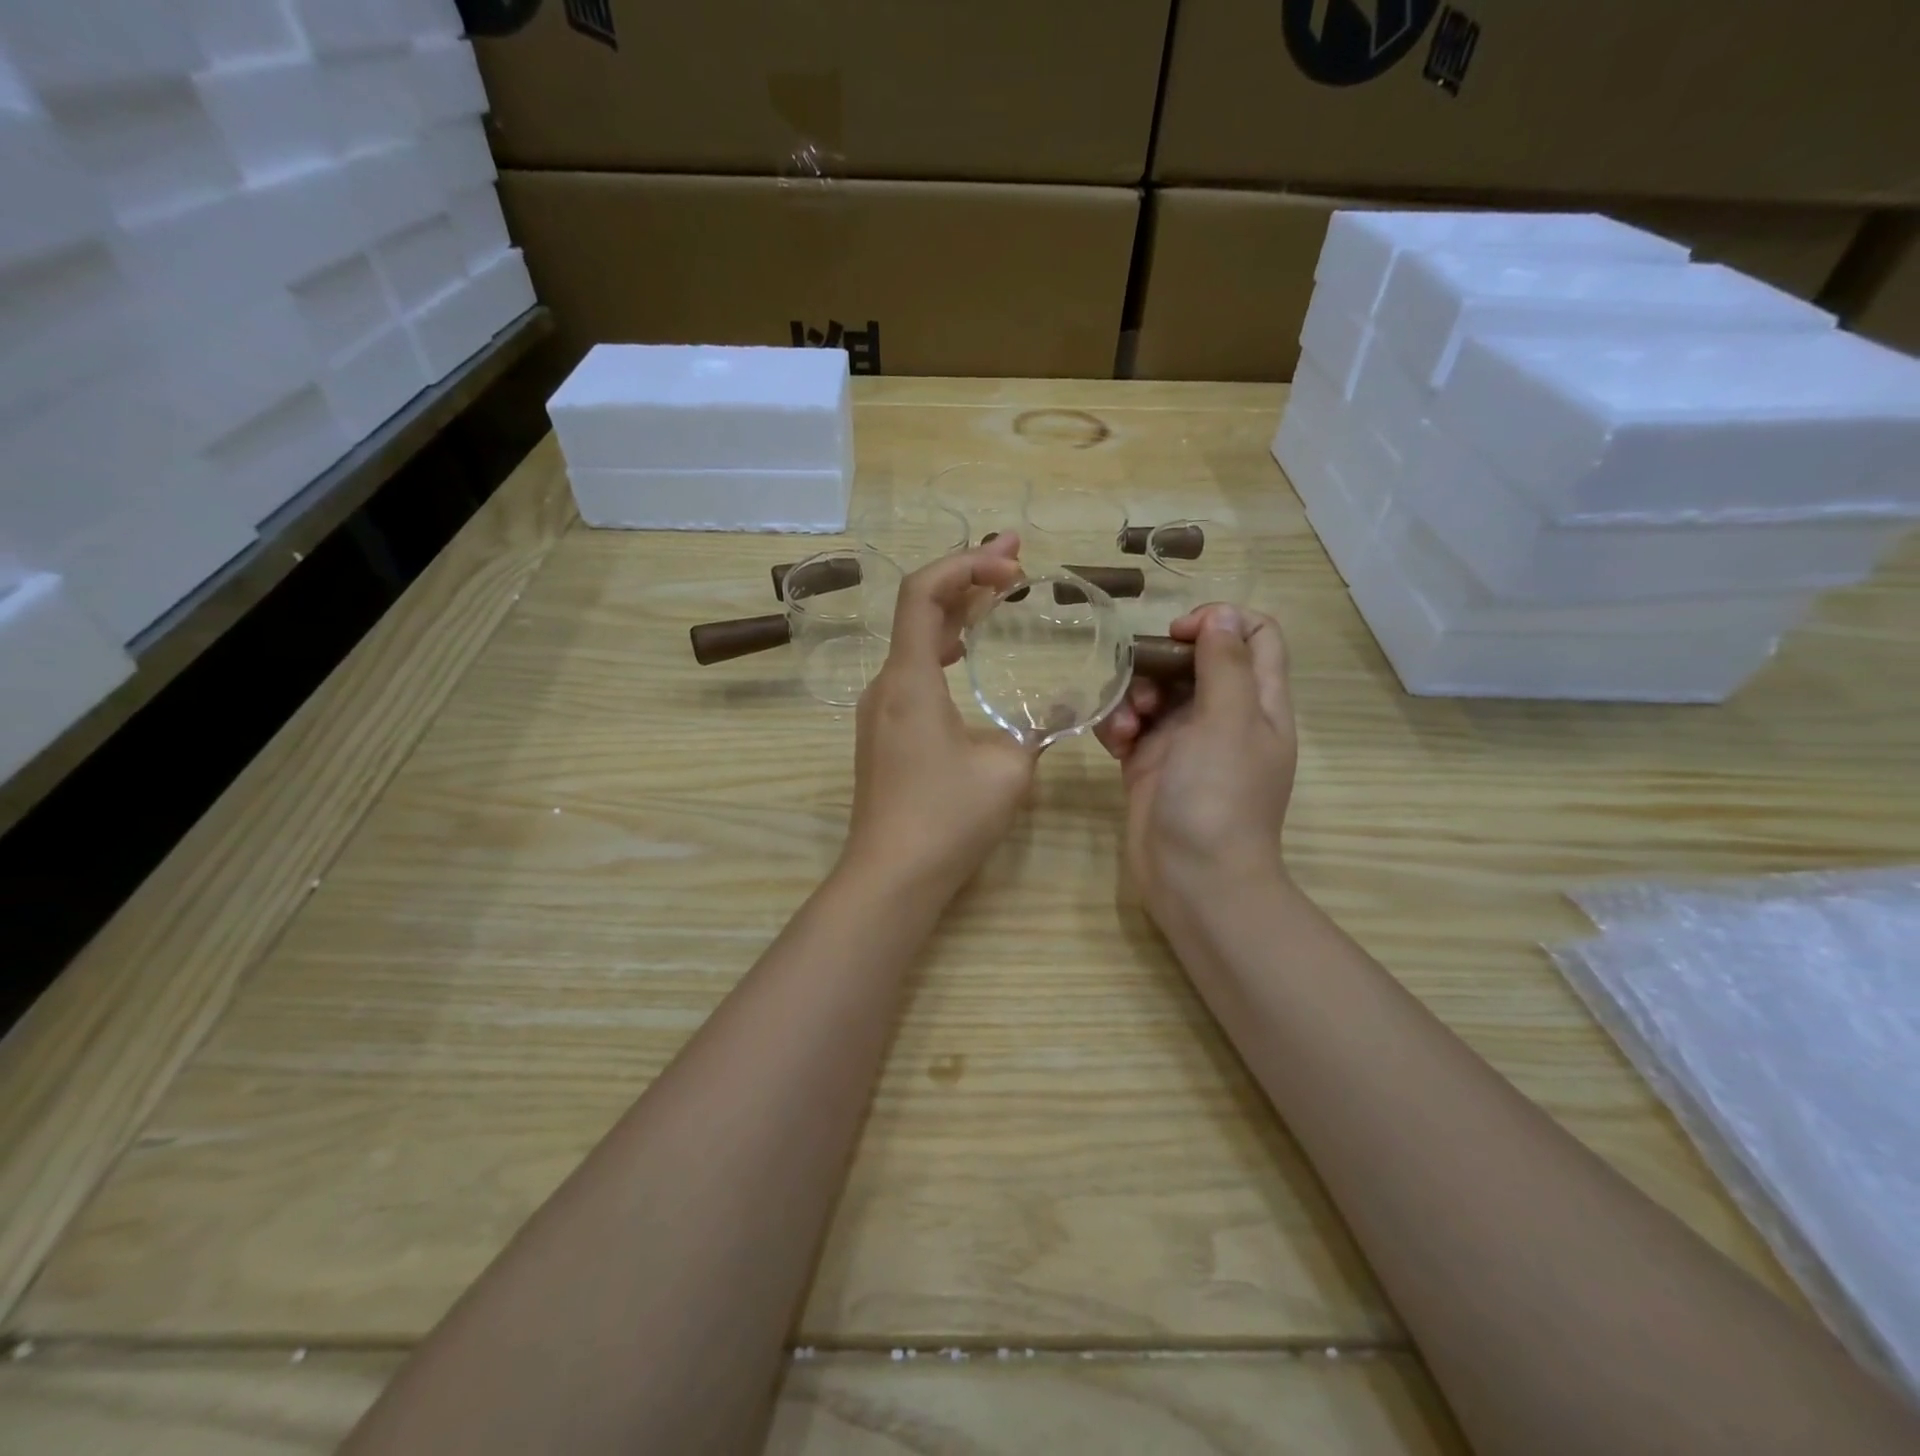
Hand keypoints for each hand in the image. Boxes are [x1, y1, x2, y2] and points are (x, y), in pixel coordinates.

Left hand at [843, 536, 1040, 897]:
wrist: (891, 876)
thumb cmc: (947, 819)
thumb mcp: (1008, 769)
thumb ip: (1034, 729)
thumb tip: (1054, 711)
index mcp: (909, 680)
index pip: (923, 593)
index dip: (965, 565)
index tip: (1012, 568)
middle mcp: (886, 684)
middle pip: (919, 609)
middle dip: (967, 578)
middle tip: (1015, 559)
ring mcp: (880, 709)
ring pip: (915, 640)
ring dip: (956, 612)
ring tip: (999, 594)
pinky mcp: (884, 732)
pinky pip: (913, 671)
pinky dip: (944, 647)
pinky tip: (969, 650)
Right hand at [1094, 604, 1296, 925]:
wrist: (1193, 879)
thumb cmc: (1218, 797)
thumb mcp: (1229, 722)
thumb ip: (1226, 663)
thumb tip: (1223, 613)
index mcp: (1259, 701)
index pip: (1254, 634)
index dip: (1219, 622)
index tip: (1180, 635)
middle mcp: (1225, 715)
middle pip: (1194, 660)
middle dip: (1160, 665)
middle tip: (1144, 689)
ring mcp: (1186, 741)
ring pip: (1156, 691)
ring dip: (1133, 697)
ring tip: (1125, 727)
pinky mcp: (1151, 762)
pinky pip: (1132, 725)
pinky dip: (1119, 726)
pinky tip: (1113, 743)